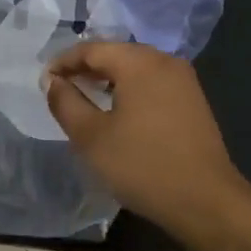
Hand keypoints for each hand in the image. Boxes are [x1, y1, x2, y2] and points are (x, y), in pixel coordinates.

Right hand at [44, 42, 248, 228]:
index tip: (43, 81)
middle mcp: (164, 60)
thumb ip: (65, 102)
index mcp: (139, 62)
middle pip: (115, 53)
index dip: (62, 62)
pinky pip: (152, 82)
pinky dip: (129, 88)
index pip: (91, 49)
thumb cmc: (142, 165)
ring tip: (85, 97)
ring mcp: (183, 80)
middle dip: (85, 67)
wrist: (206, 202)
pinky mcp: (193, 100)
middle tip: (60, 87)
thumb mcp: (91, 136)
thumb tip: (52, 80)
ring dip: (107, 78)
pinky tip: (118, 110)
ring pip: (135, 67)